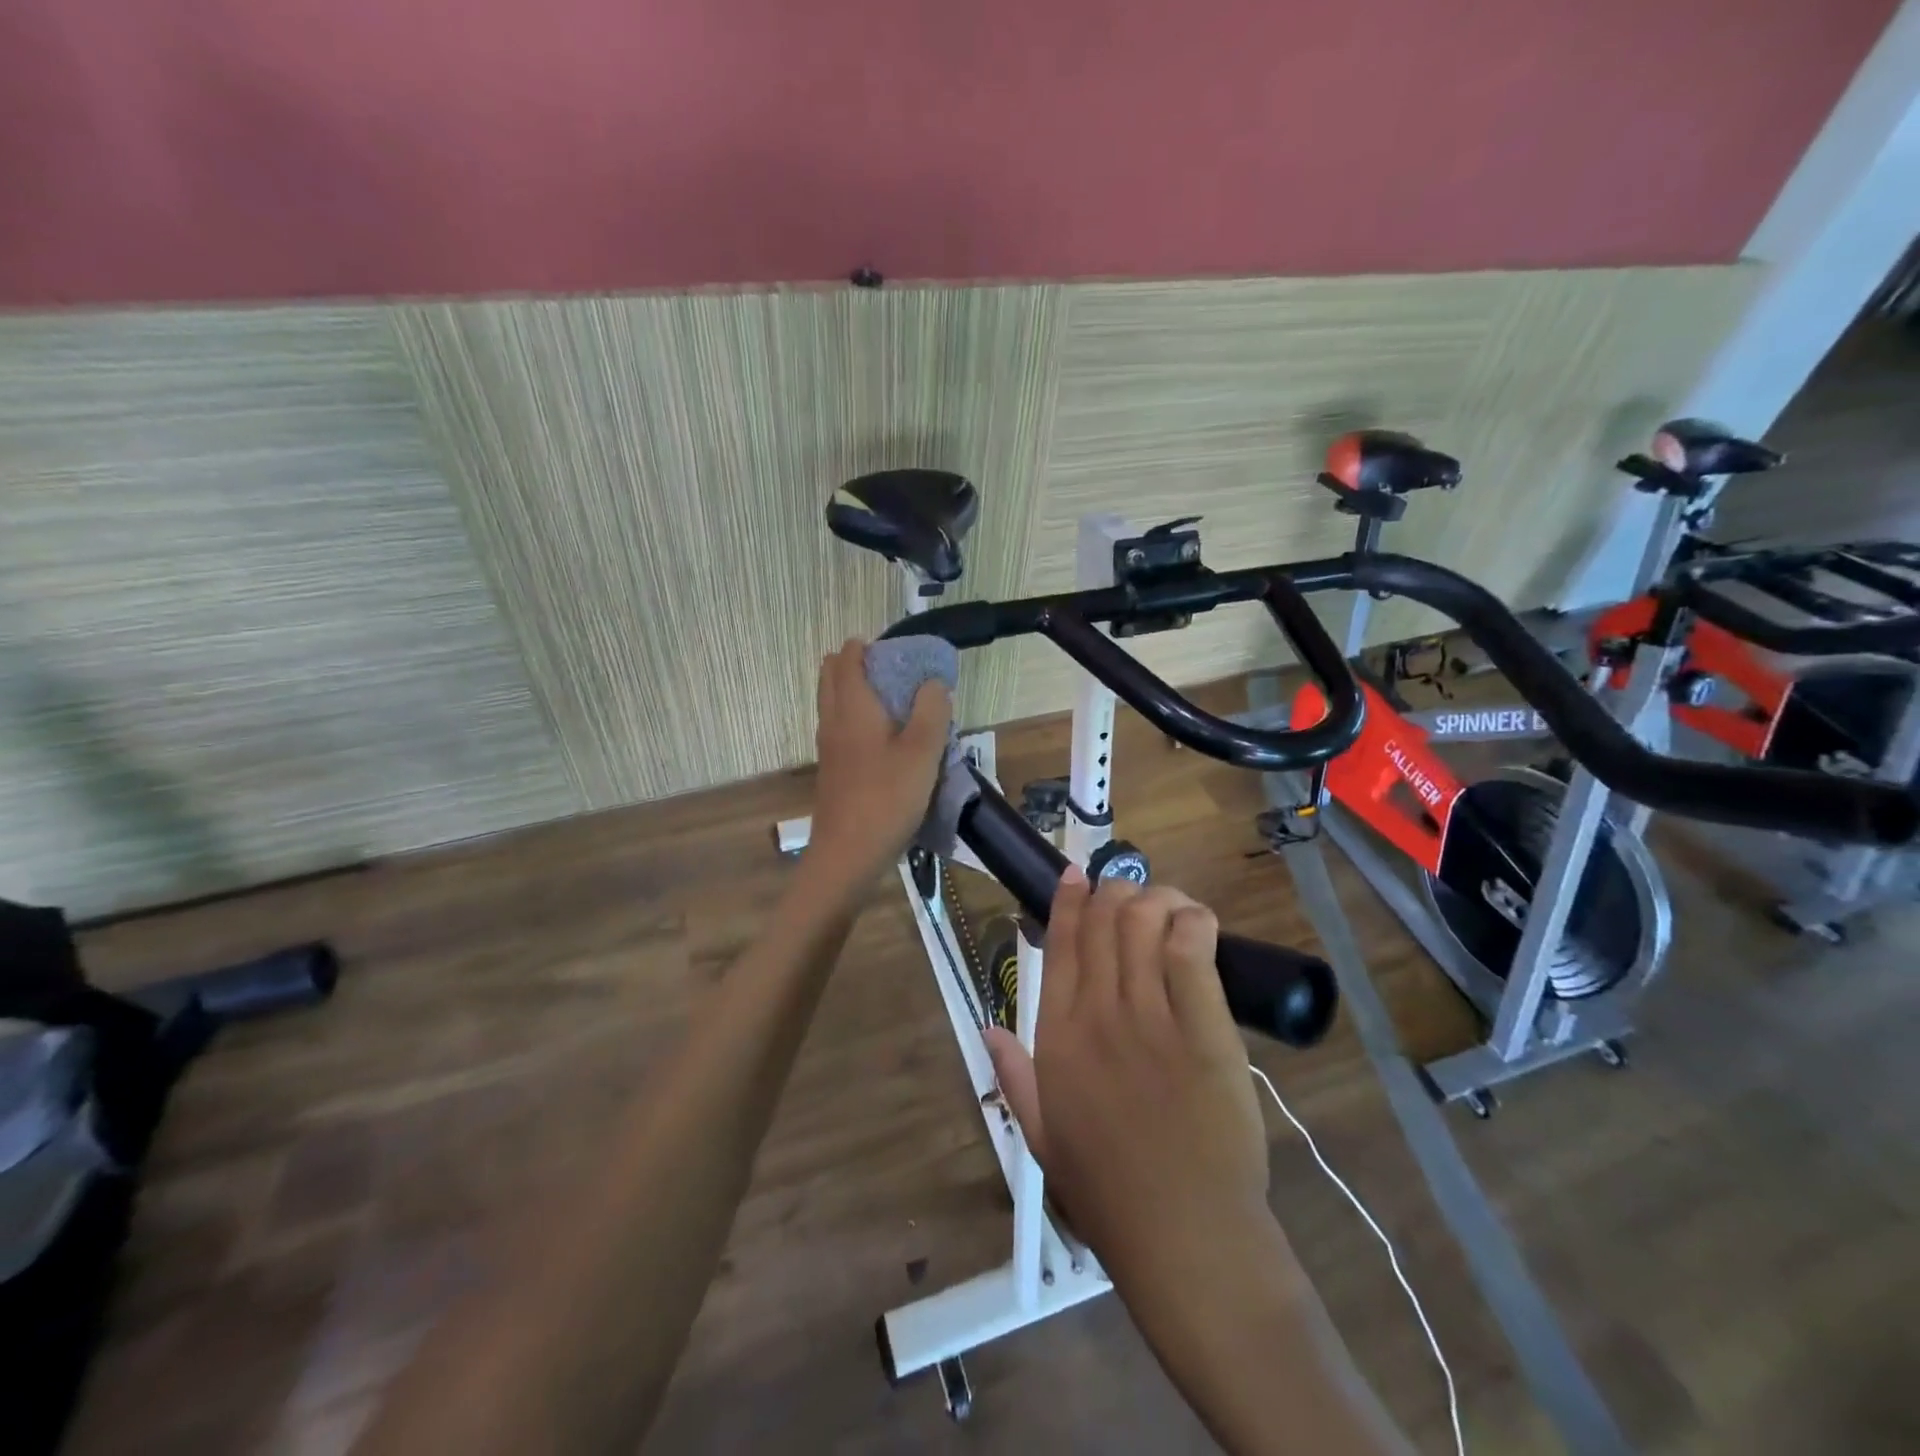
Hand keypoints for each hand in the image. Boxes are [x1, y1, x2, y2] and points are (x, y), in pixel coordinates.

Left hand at [807, 639, 951, 889]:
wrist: (848, 855)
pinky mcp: (832, 770)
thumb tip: (933, 683)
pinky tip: (888, 742)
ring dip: (858, 693)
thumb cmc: (887, 799)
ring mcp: (828, 746)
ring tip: (898, 706)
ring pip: (835, 703)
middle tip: (898, 678)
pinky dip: (858, 719)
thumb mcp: (922, 752)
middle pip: (833, 675)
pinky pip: (840, 728)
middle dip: (860, 665)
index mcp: (852, 706)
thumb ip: (931, 711)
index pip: (848, 656)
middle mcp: (833, 719)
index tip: (901, 656)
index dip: (870, 647)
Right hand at [984, 870, 1270, 1279]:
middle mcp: (1098, 1013)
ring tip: (1165, 905)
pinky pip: (1192, 950)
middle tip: (1129, 892)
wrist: (1185, 1236)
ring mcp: (1151, 1016)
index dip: (1068, 901)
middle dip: (1115, 891)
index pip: (1060, 945)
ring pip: (1144, 924)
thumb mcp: (1042, 1136)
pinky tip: (1194, 922)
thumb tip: (987, 1029)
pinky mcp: (1205, 1027)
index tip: (1077, 875)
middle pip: (1104, 922)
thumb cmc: (1110, 1191)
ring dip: (1155, 900)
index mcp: (1057, 1036)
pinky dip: (1193, 922)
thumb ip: (1013, 1077)